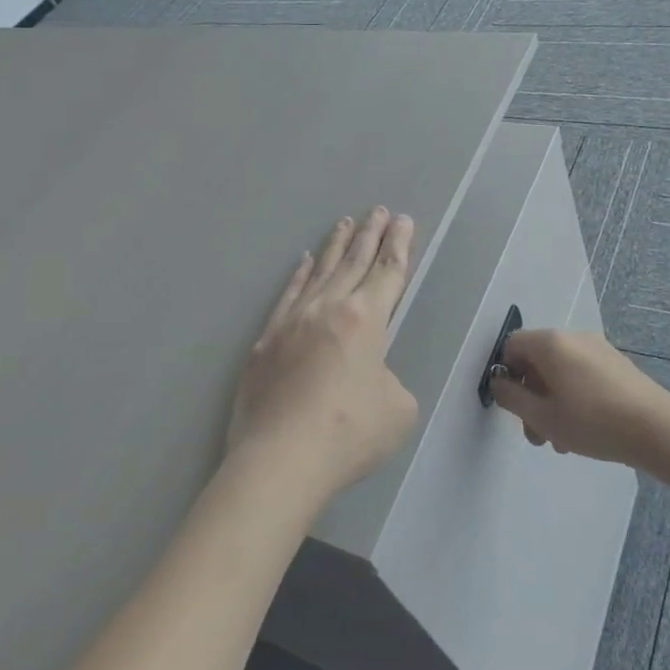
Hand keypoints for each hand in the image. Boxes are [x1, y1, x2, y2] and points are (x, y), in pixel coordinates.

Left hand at [228, 208, 419, 503]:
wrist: (280, 459)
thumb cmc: (349, 433)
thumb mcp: (398, 409)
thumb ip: (389, 381)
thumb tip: (367, 378)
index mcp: (366, 320)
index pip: (388, 272)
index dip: (399, 245)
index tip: (404, 221)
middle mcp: (328, 308)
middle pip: (354, 262)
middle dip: (370, 234)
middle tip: (378, 210)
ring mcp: (293, 321)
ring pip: (320, 272)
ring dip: (335, 246)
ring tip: (344, 222)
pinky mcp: (266, 341)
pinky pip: (288, 295)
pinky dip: (300, 275)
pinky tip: (304, 261)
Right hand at [491, 329, 669, 465]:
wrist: (657, 429)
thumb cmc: (592, 422)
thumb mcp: (542, 416)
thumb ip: (512, 398)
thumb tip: (499, 383)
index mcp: (551, 343)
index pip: (512, 346)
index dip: (506, 374)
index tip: (514, 406)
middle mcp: (573, 337)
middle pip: (537, 361)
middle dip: (531, 397)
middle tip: (537, 434)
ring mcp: (598, 349)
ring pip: (560, 372)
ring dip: (552, 403)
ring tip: (561, 440)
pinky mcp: (616, 365)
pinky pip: (581, 375)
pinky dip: (573, 397)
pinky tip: (584, 430)